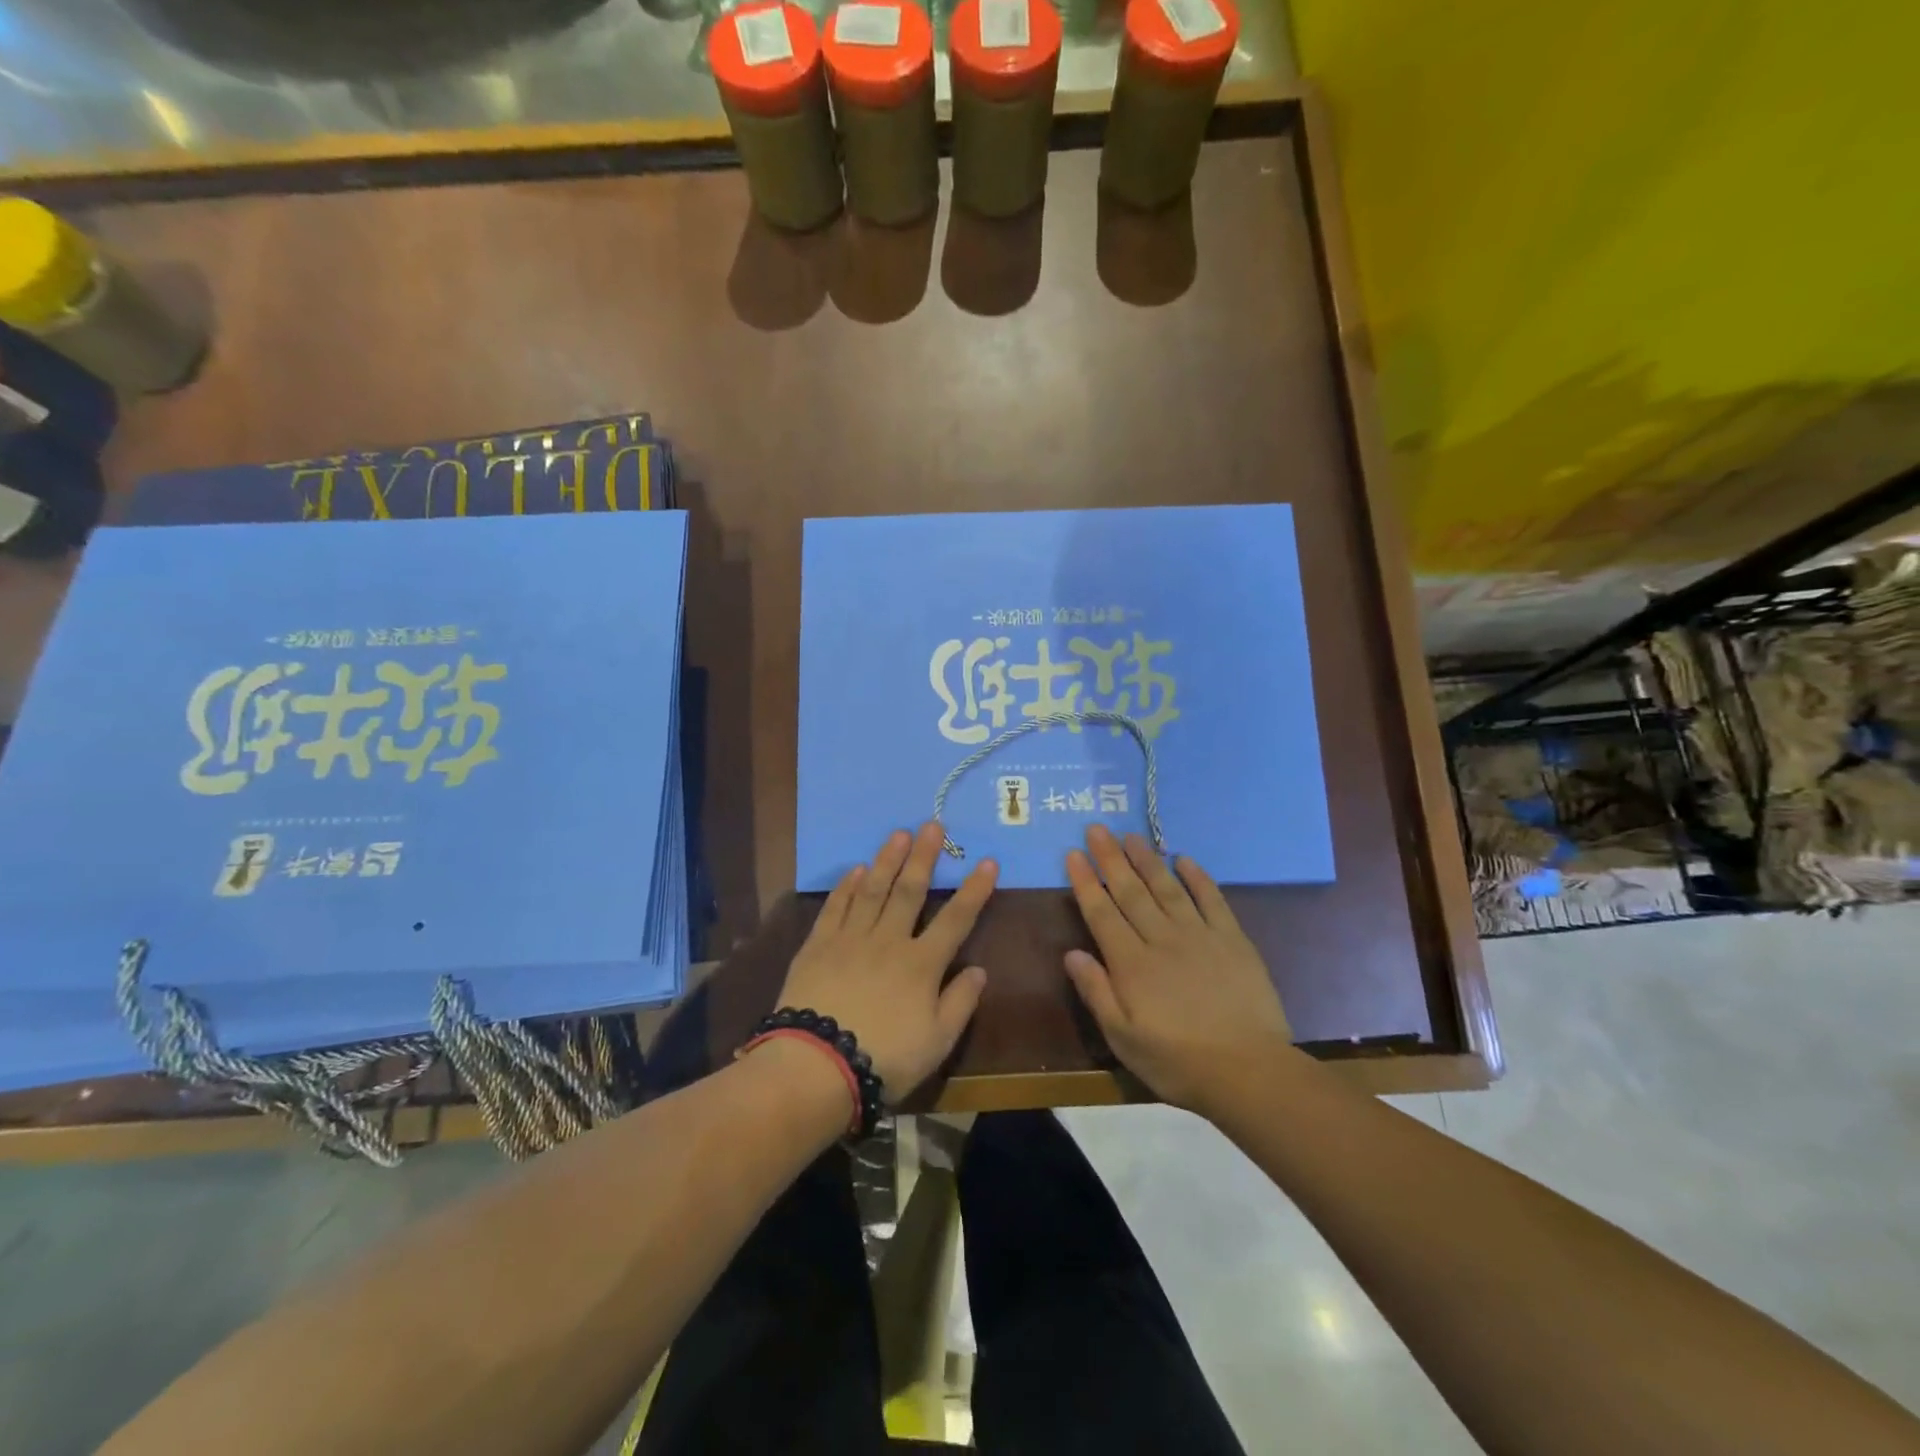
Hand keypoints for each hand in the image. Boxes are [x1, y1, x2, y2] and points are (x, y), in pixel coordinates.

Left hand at [777, 822, 995, 1100]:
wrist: (817, 1065)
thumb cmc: (884, 1058)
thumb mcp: (937, 1042)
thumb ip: (960, 1003)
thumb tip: (979, 970)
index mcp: (922, 964)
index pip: (956, 919)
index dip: (974, 889)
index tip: (987, 861)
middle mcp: (889, 940)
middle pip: (910, 891)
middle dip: (924, 857)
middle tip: (933, 825)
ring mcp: (851, 939)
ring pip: (872, 890)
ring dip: (887, 860)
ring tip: (898, 834)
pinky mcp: (818, 945)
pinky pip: (835, 907)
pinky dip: (846, 886)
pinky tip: (855, 869)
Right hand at [1063, 824, 1292, 1119]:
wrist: (1249, 1072)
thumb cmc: (1178, 1062)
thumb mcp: (1123, 1039)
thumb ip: (1096, 992)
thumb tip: (1071, 953)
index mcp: (1131, 963)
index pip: (1101, 913)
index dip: (1086, 882)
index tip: (1073, 854)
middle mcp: (1161, 939)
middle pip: (1130, 891)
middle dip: (1111, 858)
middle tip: (1097, 828)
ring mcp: (1200, 935)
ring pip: (1167, 888)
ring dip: (1147, 860)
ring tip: (1132, 836)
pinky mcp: (1233, 939)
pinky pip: (1212, 899)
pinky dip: (1198, 877)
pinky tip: (1184, 859)